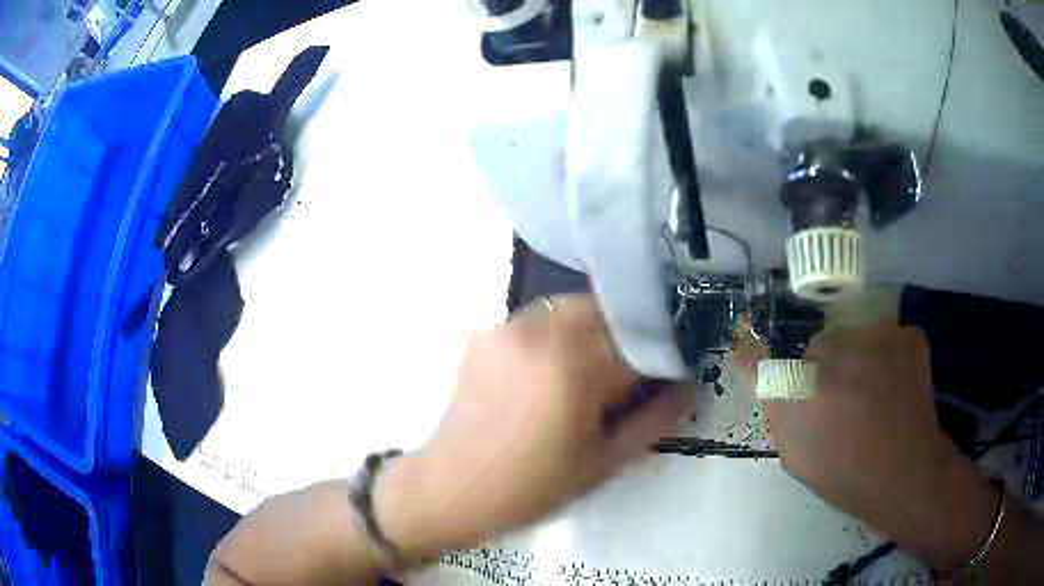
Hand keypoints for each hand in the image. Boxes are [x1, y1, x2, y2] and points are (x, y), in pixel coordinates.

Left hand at [375, 295, 690, 558]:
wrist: (450, 488)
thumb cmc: (531, 487)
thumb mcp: (605, 462)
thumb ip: (655, 418)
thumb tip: (688, 385)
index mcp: (573, 365)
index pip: (640, 340)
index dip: (658, 360)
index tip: (661, 380)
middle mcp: (538, 331)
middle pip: (606, 311)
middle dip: (625, 339)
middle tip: (622, 381)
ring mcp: (506, 326)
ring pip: (572, 309)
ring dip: (591, 333)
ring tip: (584, 378)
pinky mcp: (484, 332)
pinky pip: (537, 320)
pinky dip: (556, 336)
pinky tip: (546, 375)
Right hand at [736, 324, 996, 572]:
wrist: (908, 475)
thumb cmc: (847, 475)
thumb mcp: (798, 456)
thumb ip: (778, 410)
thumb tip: (761, 372)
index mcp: (802, 392)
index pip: (762, 359)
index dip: (756, 357)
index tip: (754, 357)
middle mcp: (836, 354)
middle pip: (816, 346)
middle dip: (820, 366)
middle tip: (838, 396)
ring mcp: (878, 338)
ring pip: (854, 337)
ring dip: (855, 359)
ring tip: (869, 393)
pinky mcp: (907, 335)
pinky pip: (885, 337)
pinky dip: (885, 355)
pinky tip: (893, 383)